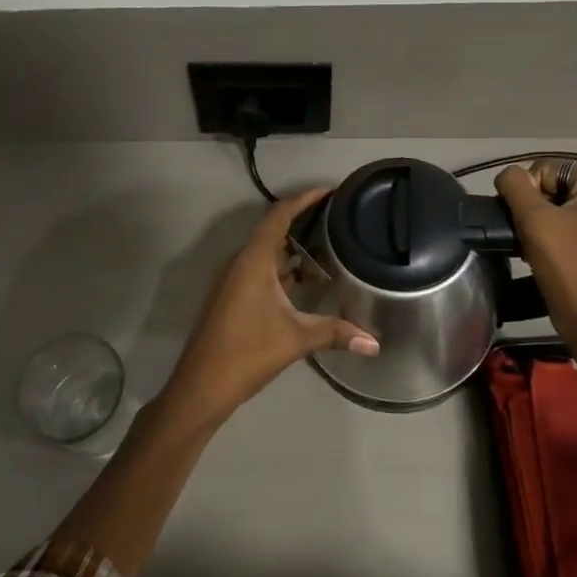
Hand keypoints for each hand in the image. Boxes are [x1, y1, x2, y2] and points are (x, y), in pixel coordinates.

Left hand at [161, 188, 379, 425]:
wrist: (200, 386)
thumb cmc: (246, 353)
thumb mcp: (296, 339)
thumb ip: (336, 333)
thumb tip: (375, 343)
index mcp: (252, 261)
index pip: (279, 216)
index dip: (304, 199)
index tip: (330, 190)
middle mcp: (240, 263)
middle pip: (273, 230)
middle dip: (303, 221)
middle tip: (337, 217)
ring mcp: (233, 281)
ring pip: (267, 253)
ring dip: (294, 249)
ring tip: (329, 246)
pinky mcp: (232, 298)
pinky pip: (261, 270)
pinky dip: (284, 269)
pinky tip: (306, 281)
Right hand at [495, 160, 576, 357]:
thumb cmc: (566, 266)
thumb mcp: (534, 220)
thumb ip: (515, 186)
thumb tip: (508, 175)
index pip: (549, 168)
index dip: (529, 193)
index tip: (527, 223)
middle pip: (557, 186)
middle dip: (536, 208)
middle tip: (528, 236)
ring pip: (562, 207)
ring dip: (542, 223)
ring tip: (534, 246)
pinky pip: (574, 224)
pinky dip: (556, 234)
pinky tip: (546, 254)